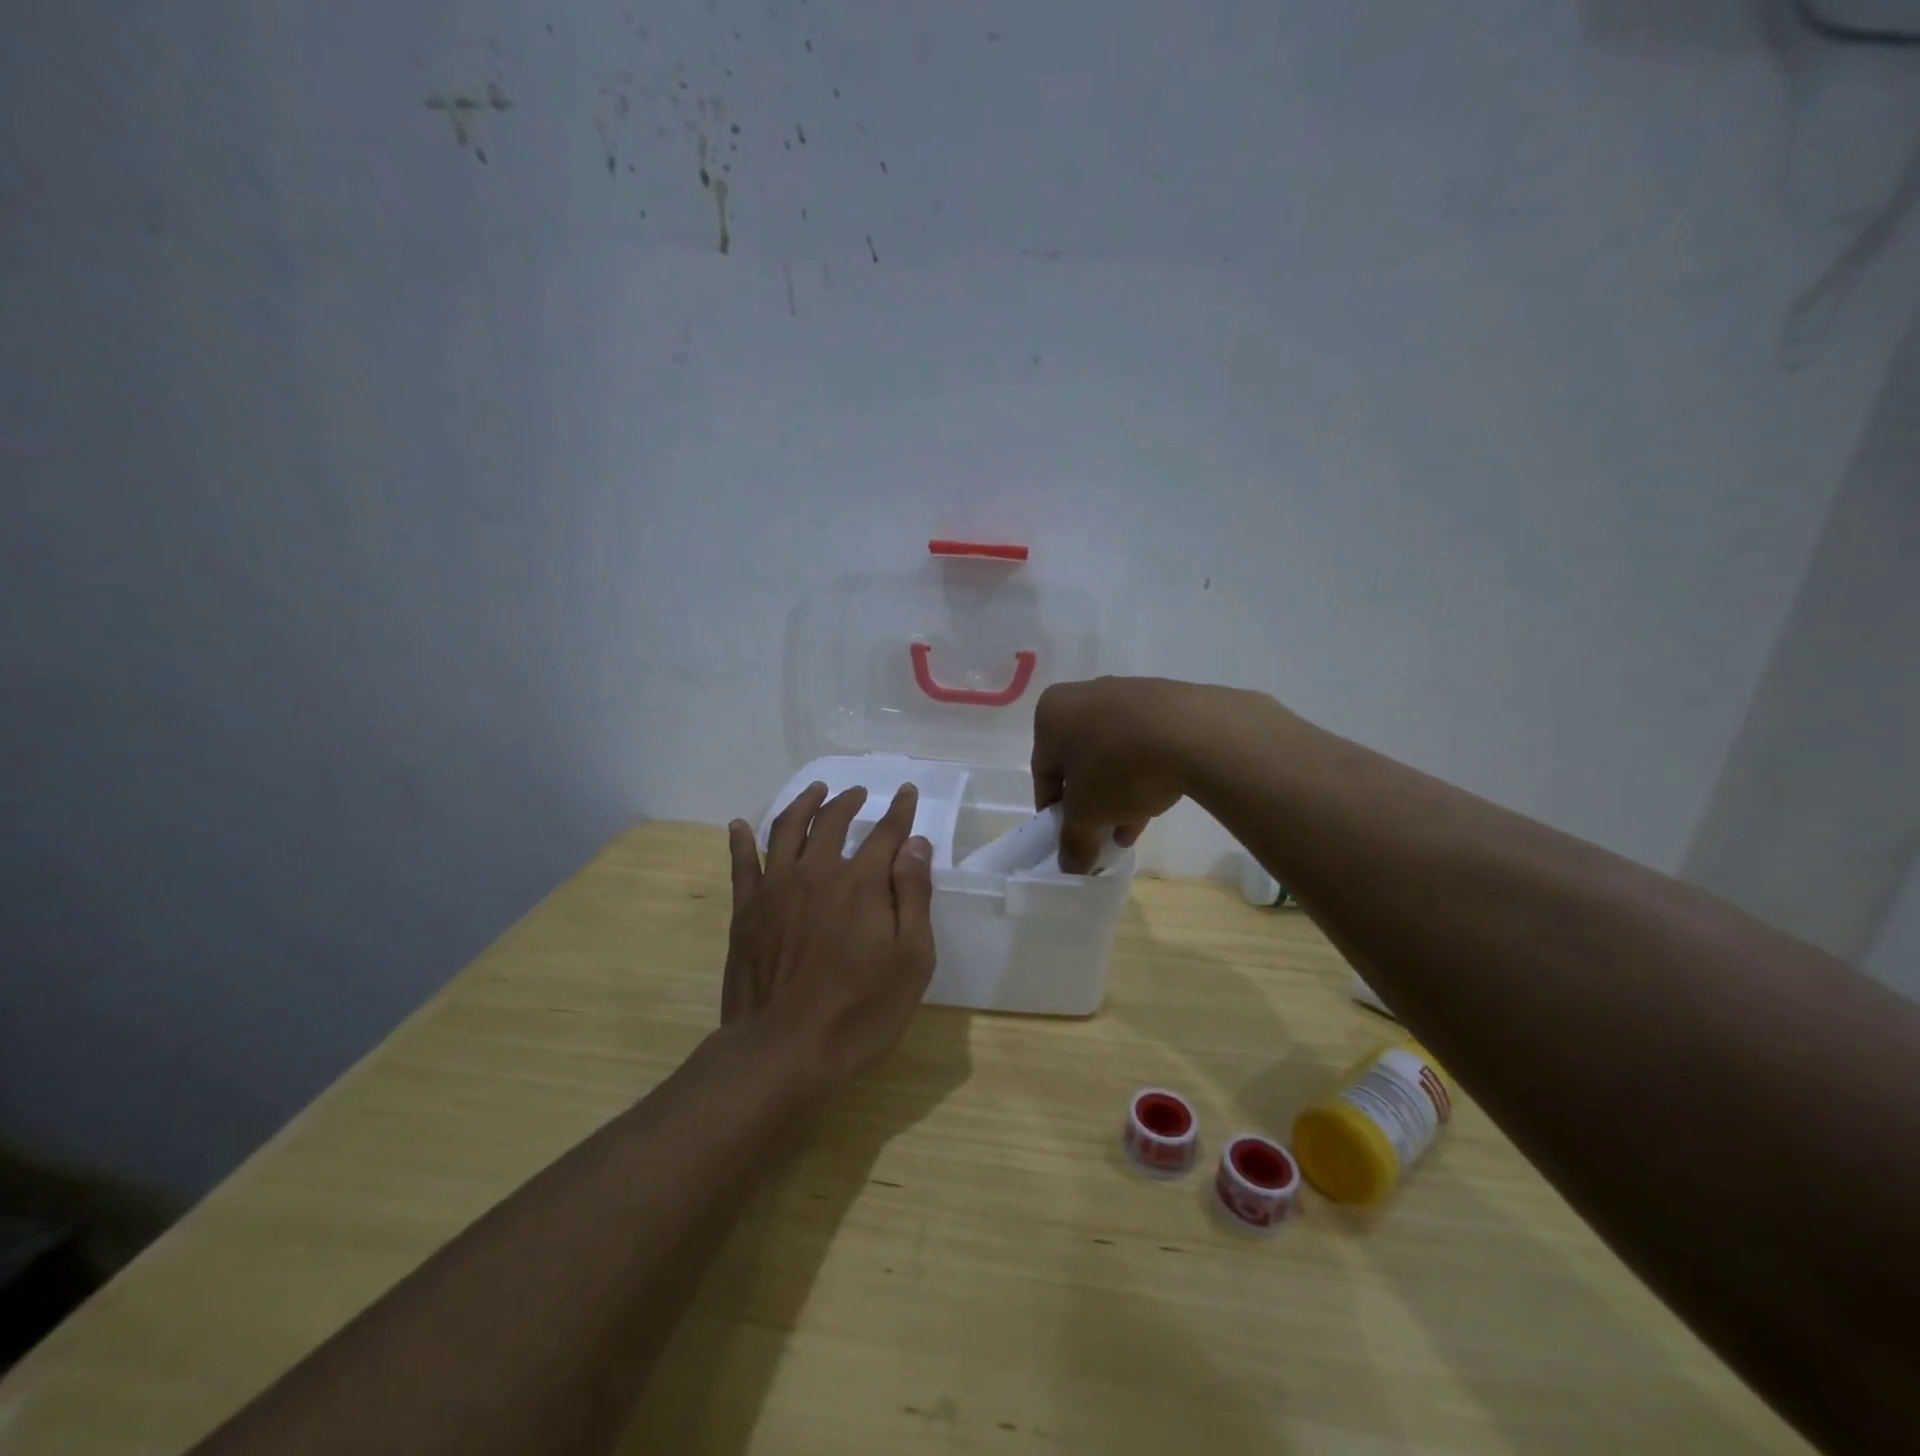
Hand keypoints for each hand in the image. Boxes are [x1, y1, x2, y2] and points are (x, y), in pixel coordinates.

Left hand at [721, 782, 936, 1089]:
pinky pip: (741, 863)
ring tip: (815, 791)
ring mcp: (775, 888)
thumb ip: (913, 895)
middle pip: (833, 821)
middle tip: (859, 793)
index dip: (900, 811)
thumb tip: (915, 844)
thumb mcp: (911, 959)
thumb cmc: (859, 1010)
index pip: (886, 833)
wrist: (783, 1050)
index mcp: (861, 882)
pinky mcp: (746, 910)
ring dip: (804, 804)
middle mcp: (816, 871)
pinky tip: (740, 825)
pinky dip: (742, 840)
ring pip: (787, 829)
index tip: (907, 792)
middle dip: (850, 802)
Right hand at [1031, 677, 1204, 872]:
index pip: (1042, 771)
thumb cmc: (1119, 767)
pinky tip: (1155, 803)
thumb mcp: (1087, 814)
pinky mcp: (1164, 701)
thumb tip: (1070, 866)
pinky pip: (1143, 743)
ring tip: (1131, 828)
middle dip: (1090, 803)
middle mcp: (1083, 695)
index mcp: (1052, 713)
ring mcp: (1126, 694)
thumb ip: (1073, 841)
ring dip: (1117, 793)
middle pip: (1079, 762)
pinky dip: (1143, 772)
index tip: (1069, 838)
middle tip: (1102, 835)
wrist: (1194, 732)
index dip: (1054, 811)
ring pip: (1113, 754)